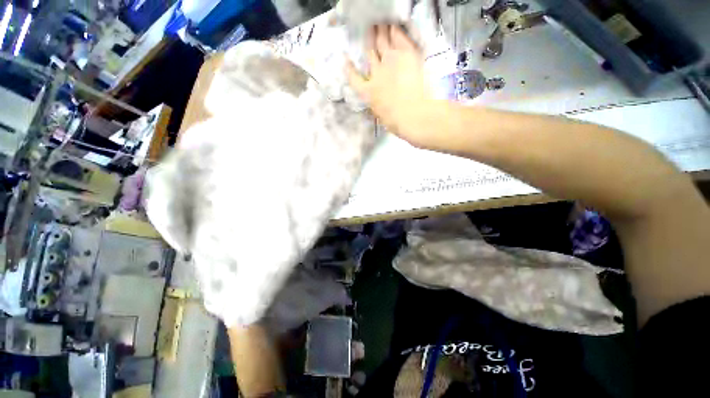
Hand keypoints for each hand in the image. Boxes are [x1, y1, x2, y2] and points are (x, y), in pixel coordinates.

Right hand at [346, 24, 444, 148]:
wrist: (415, 115)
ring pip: (382, 41)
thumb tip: (381, 104)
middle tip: (369, 31)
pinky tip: (394, 26)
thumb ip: (380, 106)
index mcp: (369, 93)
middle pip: (370, 53)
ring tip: (380, 24)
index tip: (346, 61)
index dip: (349, 69)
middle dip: (369, 42)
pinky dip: (395, 30)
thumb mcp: (383, 118)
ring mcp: (390, 61)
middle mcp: (376, 74)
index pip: (354, 79)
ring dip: (380, 32)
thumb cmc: (398, 123)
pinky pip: (399, 37)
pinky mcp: (406, 54)